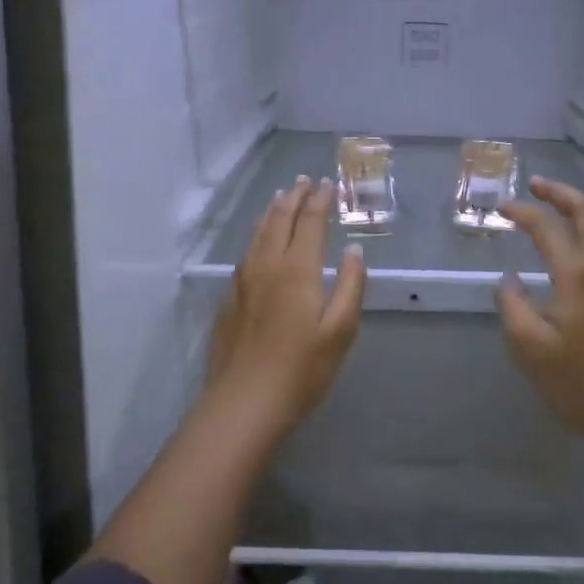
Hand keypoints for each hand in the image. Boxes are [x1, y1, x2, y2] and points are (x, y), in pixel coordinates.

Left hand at [208, 176, 365, 432]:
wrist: (243, 403)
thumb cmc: (301, 369)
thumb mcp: (340, 331)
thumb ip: (350, 286)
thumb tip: (354, 251)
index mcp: (298, 269)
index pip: (310, 221)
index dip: (320, 200)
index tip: (328, 184)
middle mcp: (267, 265)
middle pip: (280, 219)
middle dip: (294, 197)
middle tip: (304, 180)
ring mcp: (243, 281)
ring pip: (258, 233)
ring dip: (273, 211)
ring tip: (281, 197)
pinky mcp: (229, 298)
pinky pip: (246, 252)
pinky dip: (257, 234)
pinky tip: (259, 241)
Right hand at [495, 176, 583, 465]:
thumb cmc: (581, 385)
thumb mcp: (531, 348)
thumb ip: (513, 307)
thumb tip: (509, 281)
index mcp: (579, 275)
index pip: (548, 228)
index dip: (522, 212)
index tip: (501, 207)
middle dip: (562, 194)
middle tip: (537, 185)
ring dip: (581, 212)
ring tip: (557, 209)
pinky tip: (576, 254)